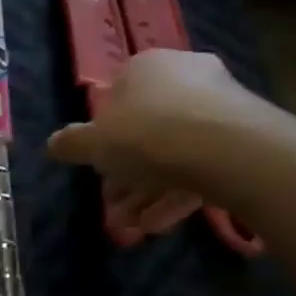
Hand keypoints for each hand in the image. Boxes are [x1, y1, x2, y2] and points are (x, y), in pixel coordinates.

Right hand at [47, 49, 273, 233]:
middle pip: (146, 130)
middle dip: (127, 175)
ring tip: (133, 228)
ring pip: (173, 153)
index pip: (117, 98)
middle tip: (114, 208)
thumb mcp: (95, 144)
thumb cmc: (148, 134)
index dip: (103, 138)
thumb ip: (72, 144)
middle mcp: (184, 76)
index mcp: (146, 67)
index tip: (98, 170)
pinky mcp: (244, 136)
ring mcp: (218, 105)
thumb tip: (52, 144)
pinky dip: (177, 194)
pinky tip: (160, 225)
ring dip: (148, 192)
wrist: (229, 149)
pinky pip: (201, 165)